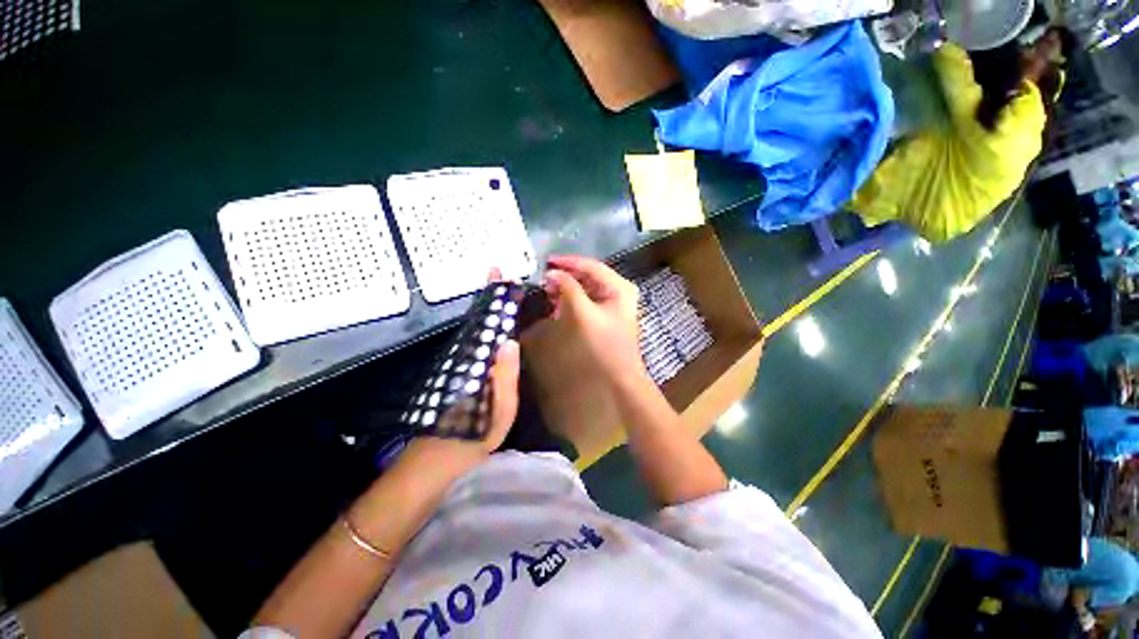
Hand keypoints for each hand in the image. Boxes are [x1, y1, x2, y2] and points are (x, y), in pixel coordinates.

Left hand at [406, 270, 520, 464]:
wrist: (438, 459)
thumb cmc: (472, 436)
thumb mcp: (499, 411)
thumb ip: (504, 376)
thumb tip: (509, 341)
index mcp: (477, 364)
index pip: (487, 324)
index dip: (494, 299)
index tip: (498, 276)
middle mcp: (466, 358)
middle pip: (479, 322)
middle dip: (489, 298)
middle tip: (500, 277)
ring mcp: (461, 365)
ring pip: (474, 330)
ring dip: (485, 309)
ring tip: (497, 291)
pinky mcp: (458, 373)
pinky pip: (473, 343)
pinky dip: (481, 328)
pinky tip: (489, 325)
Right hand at [543, 255, 644, 383]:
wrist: (619, 375)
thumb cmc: (603, 343)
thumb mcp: (583, 313)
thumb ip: (568, 289)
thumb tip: (552, 273)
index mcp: (618, 286)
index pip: (591, 265)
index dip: (567, 262)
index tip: (545, 262)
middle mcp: (618, 290)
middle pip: (589, 275)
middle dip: (566, 276)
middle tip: (544, 278)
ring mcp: (613, 303)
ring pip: (586, 288)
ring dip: (567, 288)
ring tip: (547, 290)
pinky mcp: (605, 315)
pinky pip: (586, 300)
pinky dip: (571, 299)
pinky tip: (557, 303)